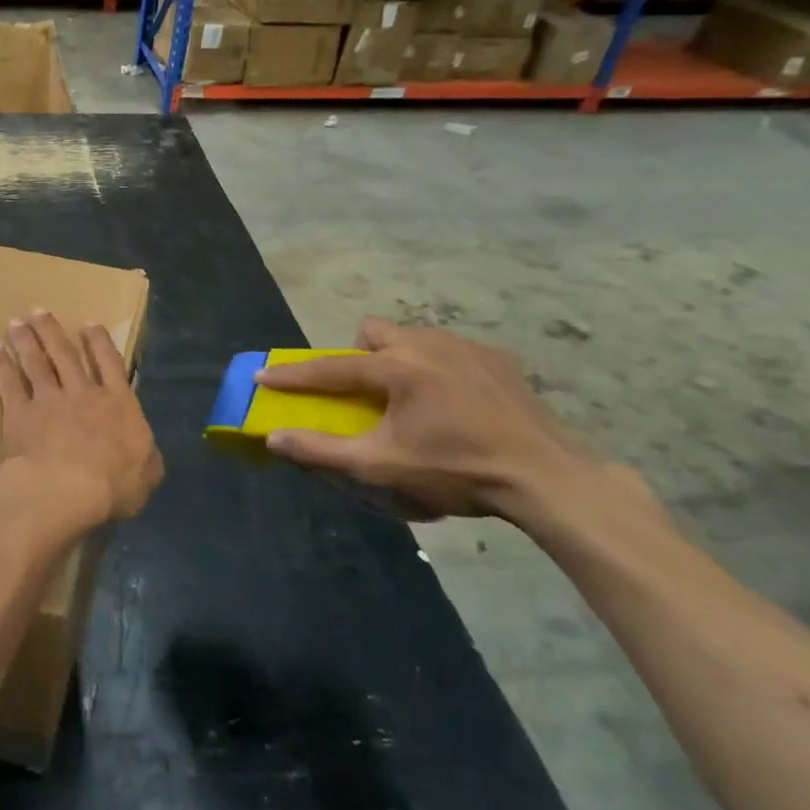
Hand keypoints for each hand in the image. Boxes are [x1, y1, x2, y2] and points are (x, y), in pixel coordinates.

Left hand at [0, 310, 163, 532]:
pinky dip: (0, 364)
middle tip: (38, 311)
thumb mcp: (147, 474)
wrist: (64, 488)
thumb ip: (147, 457)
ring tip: (16, 323)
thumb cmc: (113, 485)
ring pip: (35, 362)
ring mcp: (48, 400)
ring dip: (25, 341)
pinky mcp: (19, 413)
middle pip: (65, 354)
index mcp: (117, 403)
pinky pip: (8, 383)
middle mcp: (82, 393)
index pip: (110, 363)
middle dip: (52, 330)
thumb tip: (146, 452)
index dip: (99, 342)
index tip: (88, 323)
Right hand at [256, 318, 602, 520]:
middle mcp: (427, 344)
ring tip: (411, 398)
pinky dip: (438, 368)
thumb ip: (322, 451)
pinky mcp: (498, 358)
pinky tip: (454, 402)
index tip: (263, 375)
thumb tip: (274, 439)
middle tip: (365, 391)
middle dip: (358, 354)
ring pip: (413, 337)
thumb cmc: (456, 470)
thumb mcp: (381, 467)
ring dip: (398, 358)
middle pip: (374, 331)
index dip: (293, 375)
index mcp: (397, 368)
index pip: (330, 368)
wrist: (547, 477)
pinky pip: (450, 350)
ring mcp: (467, 347)